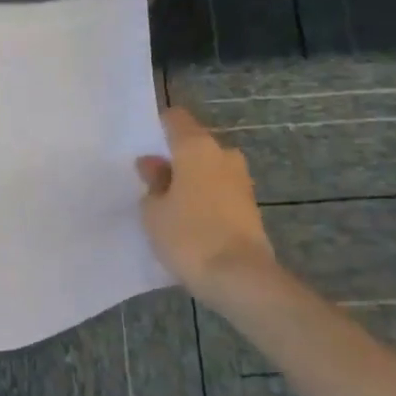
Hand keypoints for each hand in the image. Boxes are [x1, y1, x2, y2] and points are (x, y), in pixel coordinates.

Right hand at [137, 106, 276, 310]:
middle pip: (194, 145)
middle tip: (153, 181)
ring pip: (209, 169)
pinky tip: (189, 219)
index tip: (144, 145)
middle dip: (176, 158)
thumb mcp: (153, 211)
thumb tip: (154, 164)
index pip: (176, 118)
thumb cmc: (188, 235)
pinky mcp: (250, 205)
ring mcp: (241, 180)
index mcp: (197, 147)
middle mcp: (223, 155)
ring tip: (169, 204)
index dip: (159, 127)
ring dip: (192, 180)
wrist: (240, 277)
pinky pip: (220, 191)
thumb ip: (152, 182)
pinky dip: (205, 198)